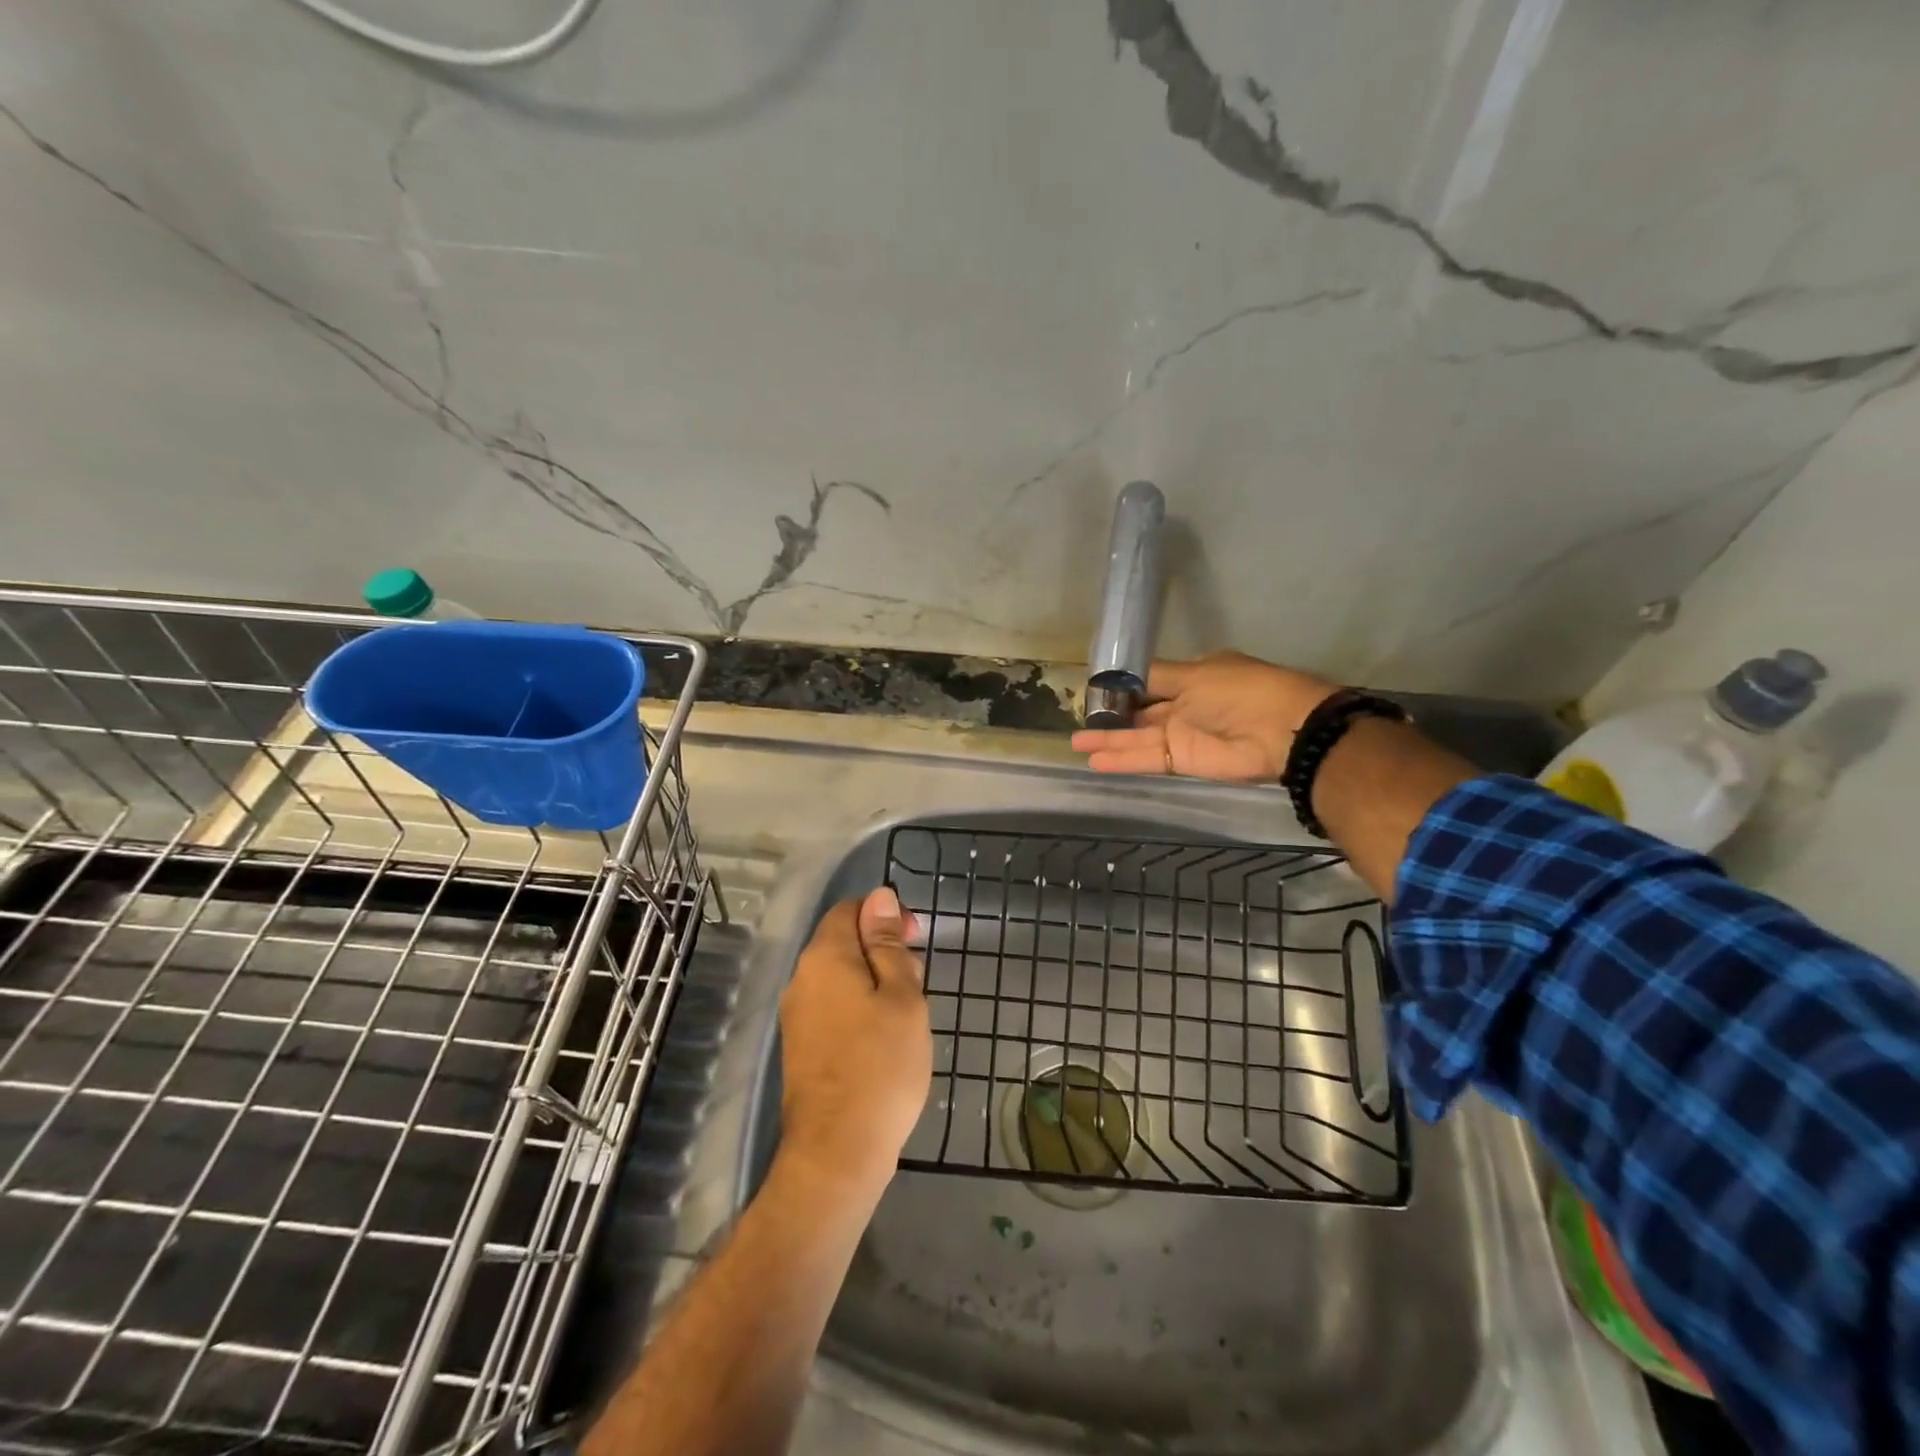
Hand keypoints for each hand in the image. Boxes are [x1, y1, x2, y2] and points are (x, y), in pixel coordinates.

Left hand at [778, 888, 932, 1196]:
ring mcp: (797, 1015)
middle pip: (843, 942)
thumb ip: (888, 944)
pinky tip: (884, 1037)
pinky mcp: (801, 1046)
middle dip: (883, 949)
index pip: (850, 910)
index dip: (885, 915)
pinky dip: (860, 1007)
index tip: (917, 941)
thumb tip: (880, 897)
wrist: (837, 1152)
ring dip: (875, 981)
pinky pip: (833, 1006)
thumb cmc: (881, 1065)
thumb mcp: (901, 996)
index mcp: (824, 958)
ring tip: (907, 1013)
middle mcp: (802, 979)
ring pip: (840, 976)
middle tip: (918, 983)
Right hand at [1071, 652, 1336, 781]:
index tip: (1093, 691)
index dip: (1121, 688)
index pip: (1147, 682)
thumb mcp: (1196, 673)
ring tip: (1076, 744)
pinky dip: (1122, 760)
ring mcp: (1181, 735)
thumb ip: (1156, 677)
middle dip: (1109, 717)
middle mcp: (1183, 705)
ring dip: (1108, 742)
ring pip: (1136, 738)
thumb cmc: (1241, 691)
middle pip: (1138, 712)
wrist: (1284, 730)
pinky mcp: (1182, 761)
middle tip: (1077, 721)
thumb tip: (1122, 674)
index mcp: (1190, 677)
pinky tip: (1096, 760)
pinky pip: (1146, 758)